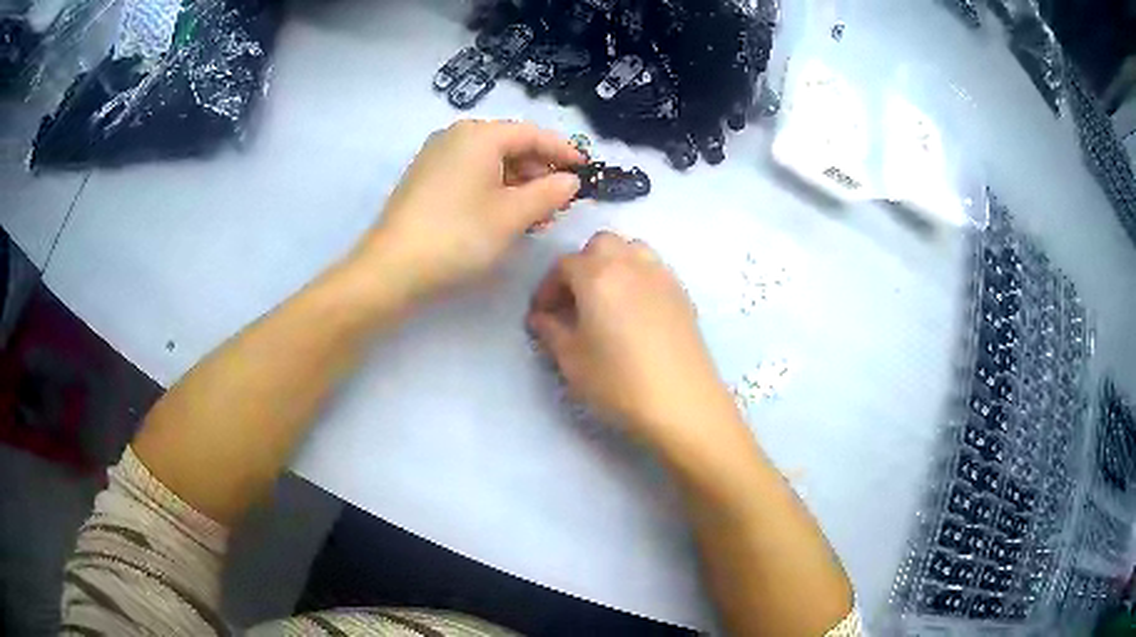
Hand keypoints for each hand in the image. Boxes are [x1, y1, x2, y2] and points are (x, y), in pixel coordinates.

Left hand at [350, 120, 583, 300]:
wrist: (392, 268)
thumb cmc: (458, 236)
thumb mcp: (513, 215)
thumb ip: (549, 193)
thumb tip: (570, 181)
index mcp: (479, 135)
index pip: (533, 134)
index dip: (563, 151)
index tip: (587, 169)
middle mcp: (456, 136)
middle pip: (510, 145)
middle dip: (539, 171)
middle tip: (561, 200)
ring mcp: (436, 156)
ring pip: (490, 162)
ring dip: (518, 184)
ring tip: (537, 213)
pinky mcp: (425, 178)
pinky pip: (470, 173)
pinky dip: (494, 189)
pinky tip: (504, 213)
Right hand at [527, 232, 741, 454]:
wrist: (682, 402)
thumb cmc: (619, 382)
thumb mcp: (572, 361)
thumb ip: (551, 331)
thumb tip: (541, 318)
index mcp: (597, 275)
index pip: (563, 265)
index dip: (547, 288)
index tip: (541, 315)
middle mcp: (630, 264)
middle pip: (600, 245)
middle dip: (581, 265)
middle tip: (573, 300)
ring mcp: (661, 276)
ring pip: (631, 250)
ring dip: (612, 264)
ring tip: (605, 299)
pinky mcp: (682, 293)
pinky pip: (653, 269)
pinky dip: (637, 277)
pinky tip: (634, 312)